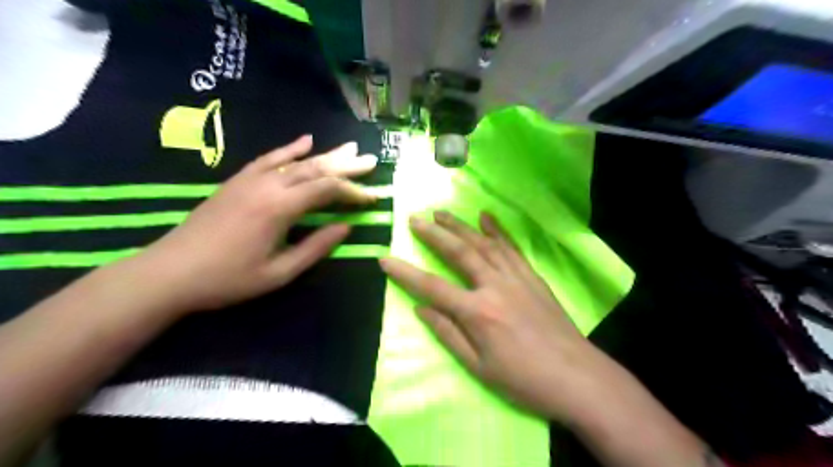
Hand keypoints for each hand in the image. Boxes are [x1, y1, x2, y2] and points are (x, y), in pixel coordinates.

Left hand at [143, 135, 376, 314]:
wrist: (170, 272)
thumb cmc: (228, 279)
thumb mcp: (279, 273)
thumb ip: (316, 247)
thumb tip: (346, 227)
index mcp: (280, 208)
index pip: (327, 190)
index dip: (354, 192)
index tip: (373, 197)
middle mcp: (268, 185)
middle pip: (316, 169)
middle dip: (347, 166)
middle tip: (371, 161)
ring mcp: (251, 179)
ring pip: (297, 161)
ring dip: (326, 155)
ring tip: (350, 149)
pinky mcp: (238, 180)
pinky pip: (269, 158)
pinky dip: (290, 149)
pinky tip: (306, 140)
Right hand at [382, 211, 610, 419]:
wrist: (577, 377)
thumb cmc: (523, 379)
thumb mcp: (479, 367)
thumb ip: (448, 334)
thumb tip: (421, 309)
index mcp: (477, 312)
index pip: (432, 286)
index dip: (405, 273)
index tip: (384, 259)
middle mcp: (494, 286)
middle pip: (459, 252)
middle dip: (433, 234)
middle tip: (415, 219)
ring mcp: (516, 277)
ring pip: (483, 243)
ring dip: (460, 226)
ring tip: (441, 214)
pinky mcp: (532, 277)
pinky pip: (511, 248)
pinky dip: (497, 230)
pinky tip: (485, 217)